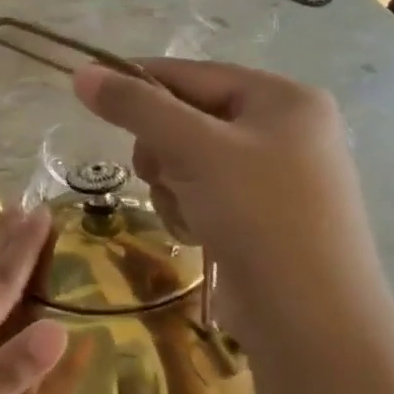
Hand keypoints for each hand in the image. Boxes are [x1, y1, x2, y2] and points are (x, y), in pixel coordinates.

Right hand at [73, 58, 389, 351]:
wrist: (311, 320)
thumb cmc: (259, 216)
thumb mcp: (193, 150)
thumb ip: (136, 107)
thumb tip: (82, 73)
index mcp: (283, 98)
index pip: (191, 73)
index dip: (138, 84)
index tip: (91, 98)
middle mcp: (285, 128)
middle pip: (188, 117)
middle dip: (162, 149)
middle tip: (161, 175)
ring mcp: (277, 174)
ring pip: (189, 158)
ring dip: (172, 184)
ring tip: (185, 212)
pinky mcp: (264, 214)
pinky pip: (204, 191)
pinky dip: (189, 208)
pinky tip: (198, 233)